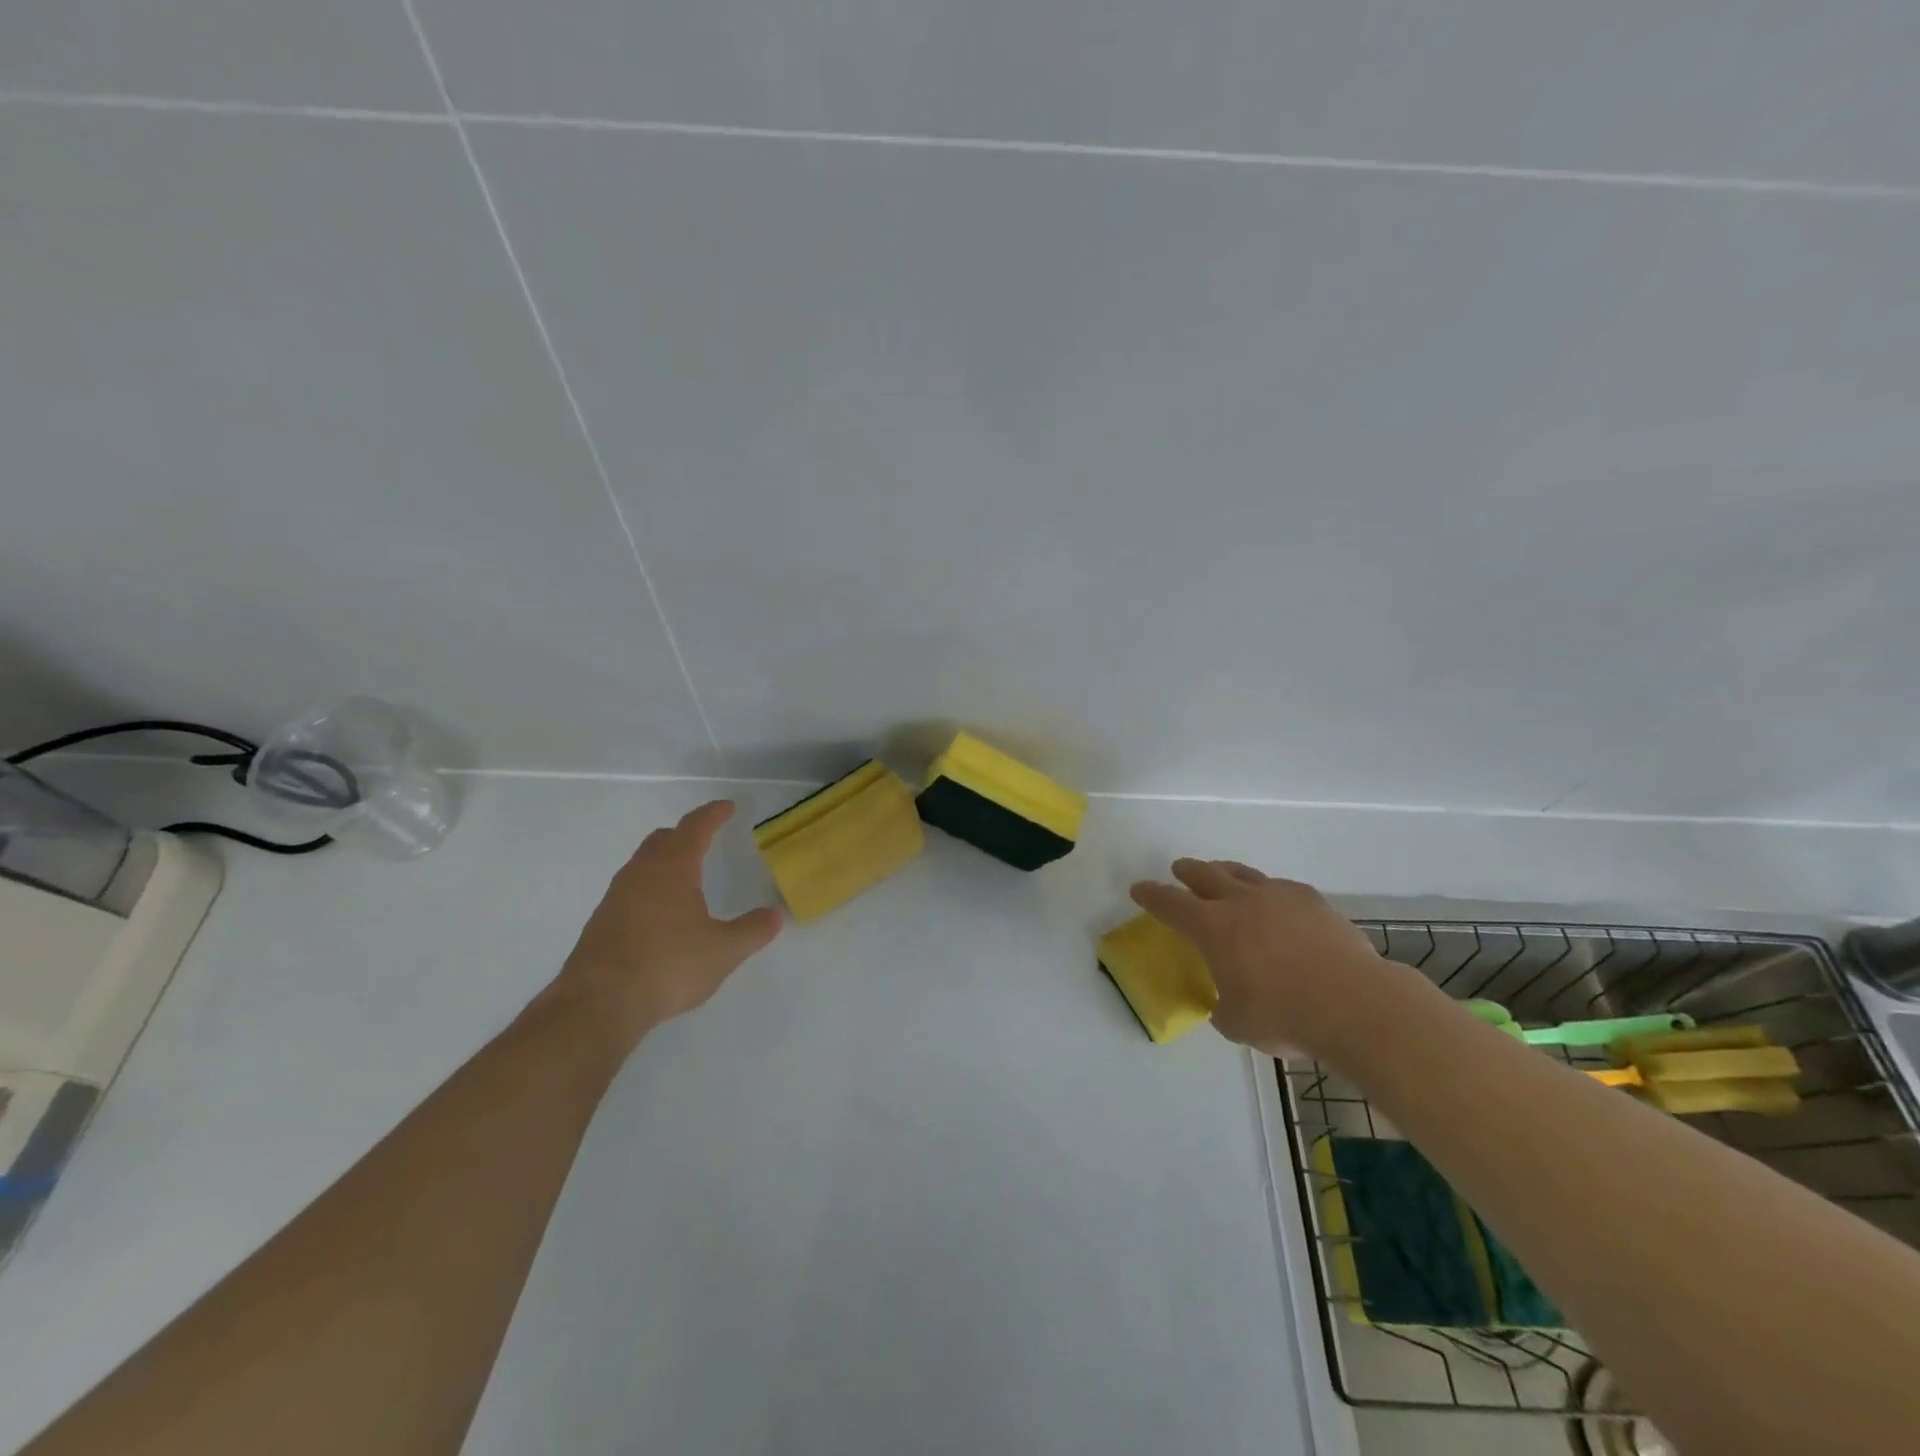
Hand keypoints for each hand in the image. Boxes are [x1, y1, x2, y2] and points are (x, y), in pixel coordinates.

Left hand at [546, 800, 782, 1055]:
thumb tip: (776, 914)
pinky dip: (649, 888)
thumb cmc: (668, 966)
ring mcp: (616, 897)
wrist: (598, 1004)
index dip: (713, 814)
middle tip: (704, 837)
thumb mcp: (723, 951)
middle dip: (685, 834)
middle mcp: (641, 873)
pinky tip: (659, 914)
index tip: (727, 807)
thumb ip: (752, 930)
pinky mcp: (601, 923)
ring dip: (664, 860)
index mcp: (673, 868)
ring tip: (684, 876)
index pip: (695, 827)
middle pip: (662, 839)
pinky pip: (630, 890)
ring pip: (642, 864)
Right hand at [1130, 860, 1424, 1058]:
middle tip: (1180, 869)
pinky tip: (1276, 904)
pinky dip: (1269, 893)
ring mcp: (1279, 896)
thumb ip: (1223, 1006)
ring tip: (1223, 874)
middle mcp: (1241, 902)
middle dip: (1188, 871)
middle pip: (1206, 874)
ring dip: (1227, 873)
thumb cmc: (1285, 1015)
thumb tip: (1227, 1002)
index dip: (1151, 895)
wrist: (1355, 1004)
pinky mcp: (1313, 901)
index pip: (1170, 904)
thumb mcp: (1237, 1023)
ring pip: (1244, 874)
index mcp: (1213, 928)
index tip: (1139, 888)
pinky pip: (1281, 889)